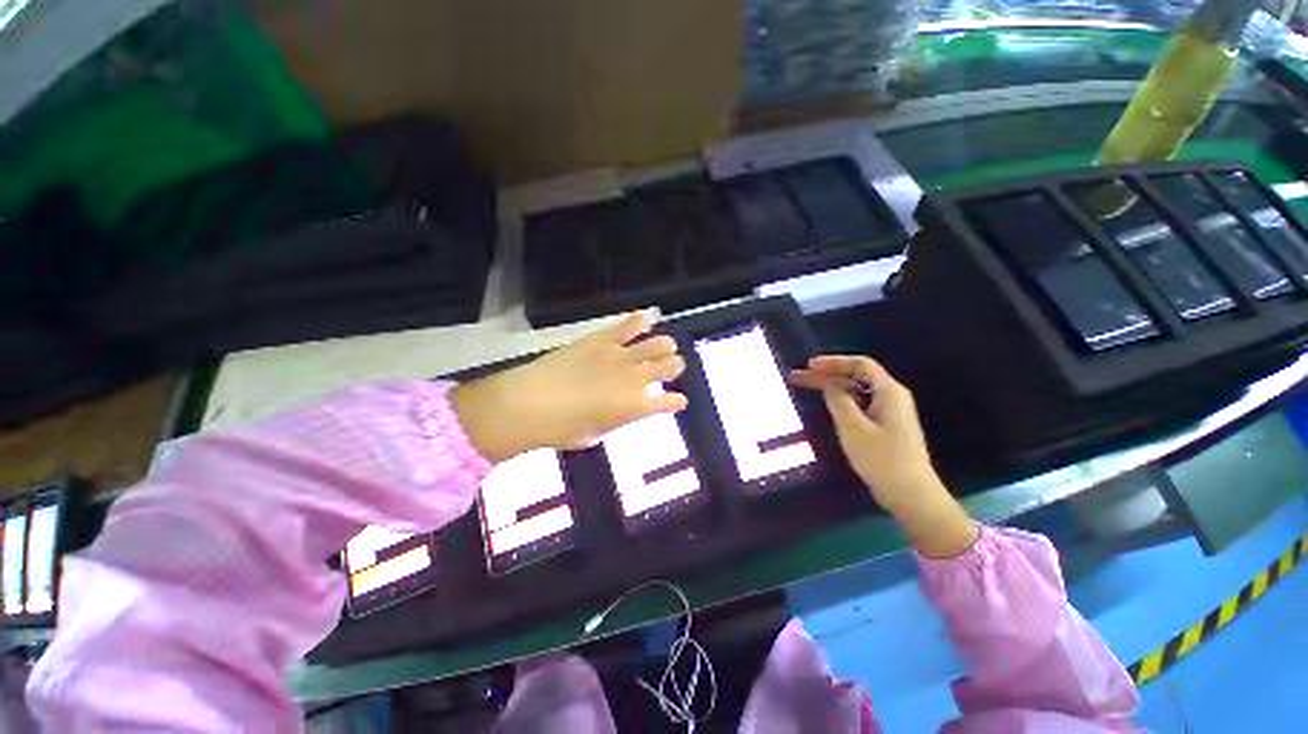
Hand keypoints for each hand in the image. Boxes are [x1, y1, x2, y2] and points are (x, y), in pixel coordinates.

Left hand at [451, 313, 686, 462]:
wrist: (531, 403)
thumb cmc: (562, 429)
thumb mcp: (595, 434)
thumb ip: (615, 420)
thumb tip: (620, 410)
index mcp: (636, 407)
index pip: (670, 402)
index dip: (677, 401)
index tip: (678, 401)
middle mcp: (637, 379)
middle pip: (670, 366)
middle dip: (674, 367)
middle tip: (670, 368)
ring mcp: (621, 355)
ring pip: (658, 343)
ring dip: (665, 345)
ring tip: (664, 346)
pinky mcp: (602, 339)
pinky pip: (628, 325)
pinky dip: (640, 321)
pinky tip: (646, 318)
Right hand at [791, 355, 976, 556]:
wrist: (911, 494)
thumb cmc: (881, 459)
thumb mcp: (853, 427)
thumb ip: (838, 400)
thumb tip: (828, 385)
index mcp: (888, 391)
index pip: (860, 364)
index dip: (833, 361)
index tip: (810, 365)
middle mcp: (891, 396)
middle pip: (857, 375)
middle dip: (828, 373)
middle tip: (801, 376)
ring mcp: (890, 412)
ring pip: (857, 389)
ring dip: (833, 386)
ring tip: (808, 387)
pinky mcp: (886, 425)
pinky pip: (861, 403)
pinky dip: (842, 399)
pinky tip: (828, 404)